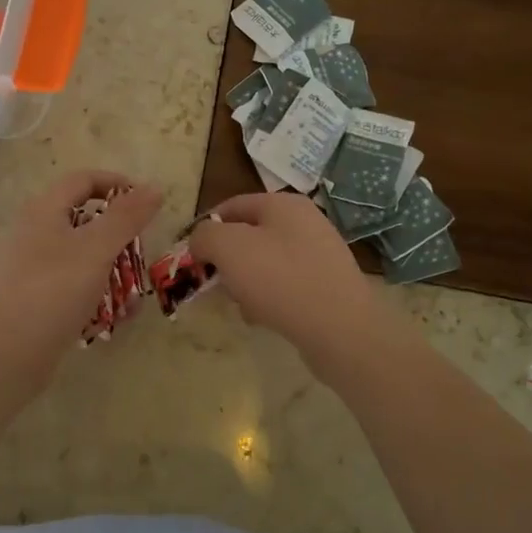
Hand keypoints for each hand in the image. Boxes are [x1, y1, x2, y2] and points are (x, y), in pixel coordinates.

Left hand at [0, 170, 162, 375]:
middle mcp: (34, 233)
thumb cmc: (52, 291)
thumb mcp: (96, 249)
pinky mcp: (35, 300)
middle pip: (85, 221)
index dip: (117, 184)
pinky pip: (73, 288)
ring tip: (134, 299)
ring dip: (113, 273)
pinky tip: (114, 320)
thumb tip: (154, 186)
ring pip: (83, 259)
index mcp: (44, 210)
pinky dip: (96, 297)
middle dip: (120, 238)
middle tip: (141, 256)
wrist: (3, 356)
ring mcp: (32, 269)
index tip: (148, 204)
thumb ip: (127, 217)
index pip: (84, 180)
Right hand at [189, 192, 389, 376]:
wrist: (340, 329)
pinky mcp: (326, 285)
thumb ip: (205, 236)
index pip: (232, 205)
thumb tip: (201, 240)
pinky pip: (285, 285)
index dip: (206, 227)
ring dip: (246, 282)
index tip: (191, 255)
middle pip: (249, 235)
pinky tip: (263, 317)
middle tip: (214, 282)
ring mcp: (319, 254)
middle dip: (226, 259)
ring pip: (266, 262)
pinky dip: (269, 298)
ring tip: (241, 304)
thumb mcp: (228, 248)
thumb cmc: (279, 278)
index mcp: (283, 204)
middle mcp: (305, 222)